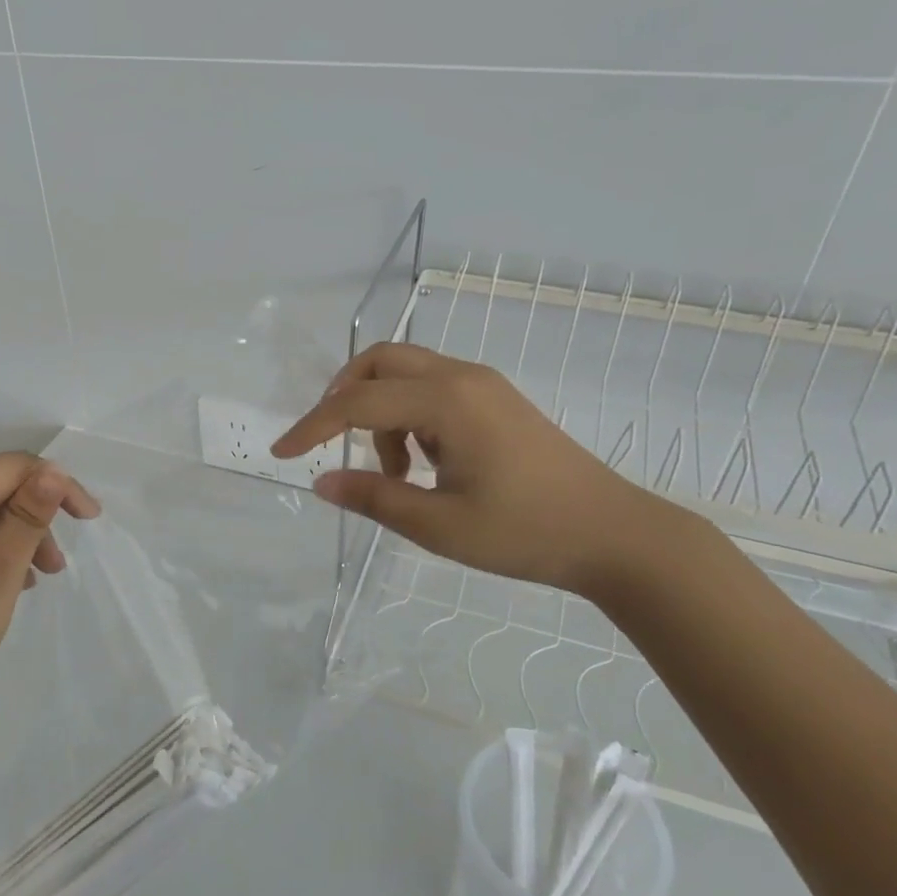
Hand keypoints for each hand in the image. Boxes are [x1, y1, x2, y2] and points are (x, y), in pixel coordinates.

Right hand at [272, 342, 670, 596]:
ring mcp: (483, 385)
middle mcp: (462, 377)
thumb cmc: (526, 532)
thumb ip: (374, 499)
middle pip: (380, 361)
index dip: (313, 427)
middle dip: (344, 396)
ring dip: (381, 414)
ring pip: (406, 374)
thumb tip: (321, 483)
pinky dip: (409, 418)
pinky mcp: (496, 400)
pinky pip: (433, 390)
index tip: (281, 454)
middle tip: (332, 443)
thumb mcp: (439, 525)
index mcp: (446, 402)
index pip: (357, 403)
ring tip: (395, 474)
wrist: (615, 534)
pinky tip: (424, 464)